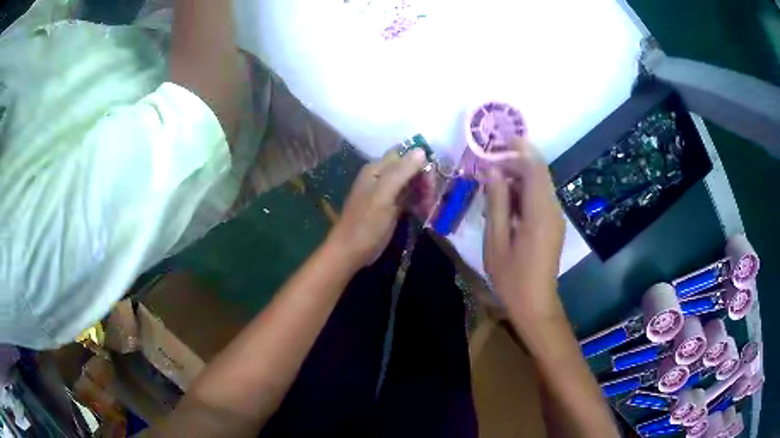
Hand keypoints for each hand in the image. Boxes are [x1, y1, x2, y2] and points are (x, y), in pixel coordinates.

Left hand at [327, 148, 430, 267]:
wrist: (350, 252)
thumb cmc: (366, 224)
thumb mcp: (384, 196)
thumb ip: (401, 172)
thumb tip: (421, 150)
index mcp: (377, 169)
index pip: (405, 154)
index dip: (421, 163)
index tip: (432, 179)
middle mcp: (381, 177)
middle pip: (410, 168)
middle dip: (424, 180)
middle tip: (431, 198)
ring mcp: (386, 193)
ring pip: (411, 184)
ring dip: (423, 192)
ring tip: (429, 207)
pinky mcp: (391, 207)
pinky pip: (409, 198)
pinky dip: (418, 202)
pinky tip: (424, 211)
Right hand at [484, 138, 565, 325]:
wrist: (535, 304)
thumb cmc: (512, 277)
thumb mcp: (496, 240)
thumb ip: (496, 202)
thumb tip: (492, 171)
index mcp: (540, 212)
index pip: (534, 168)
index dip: (519, 150)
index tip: (498, 141)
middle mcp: (552, 210)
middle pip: (538, 173)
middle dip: (515, 163)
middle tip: (488, 165)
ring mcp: (555, 218)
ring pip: (539, 185)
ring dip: (517, 179)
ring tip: (492, 187)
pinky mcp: (553, 225)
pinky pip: (539, 199)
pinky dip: (523, 194)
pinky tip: (505, 205)